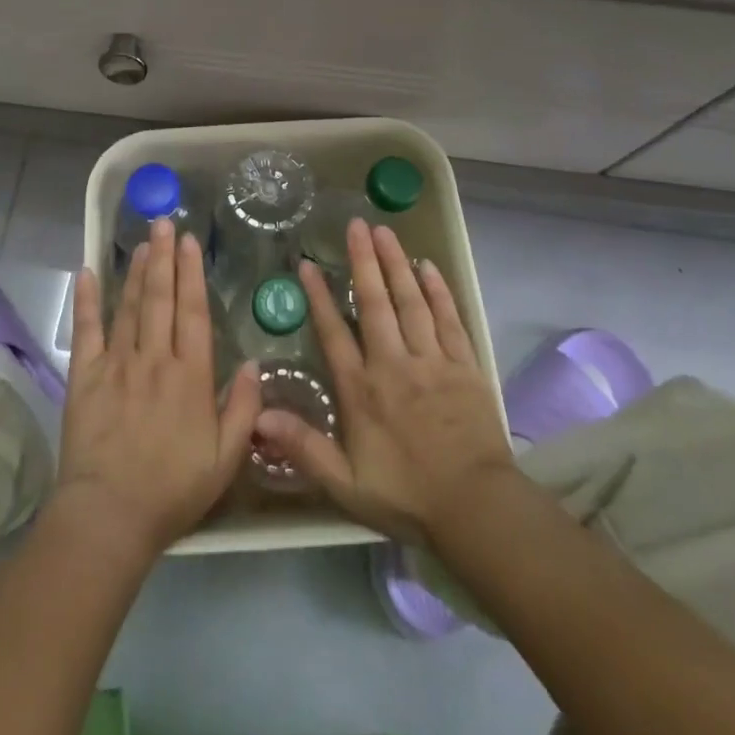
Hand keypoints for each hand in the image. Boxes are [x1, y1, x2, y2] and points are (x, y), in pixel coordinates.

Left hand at [53, 218, 260, 559]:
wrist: (110, 515)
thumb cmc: (173, 490)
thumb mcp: (226, 459)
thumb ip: (244, 409)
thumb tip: (254, 364)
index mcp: (190, 375)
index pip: (193, 311)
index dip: (192, 273)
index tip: (190, 242)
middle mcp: (154, 358)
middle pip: (160, 297)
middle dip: (163, 257)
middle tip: (164, 222)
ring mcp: (117, 364)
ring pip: (128, 306)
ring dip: (135, 271)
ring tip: (141, 242)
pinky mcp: (85, 376)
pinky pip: (87, 330)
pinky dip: (87, 300)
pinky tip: (87, 272)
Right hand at [255, 219, 514, 544]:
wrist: (476, 509)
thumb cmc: (407, 496)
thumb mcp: (345, 484)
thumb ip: (303, 447)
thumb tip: (258, 416)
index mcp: (362, 389)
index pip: (334, 333)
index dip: (320, 297)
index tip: (308, 264)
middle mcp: (394, 364)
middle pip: (376, 302)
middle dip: (364, 261)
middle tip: (356, 224)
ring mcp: (432, 361)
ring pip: (411, 301)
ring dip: (397, 264)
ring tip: (386, 231)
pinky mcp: (464, 365)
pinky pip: (449, 318)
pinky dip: (438, 290)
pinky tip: (428, 266)